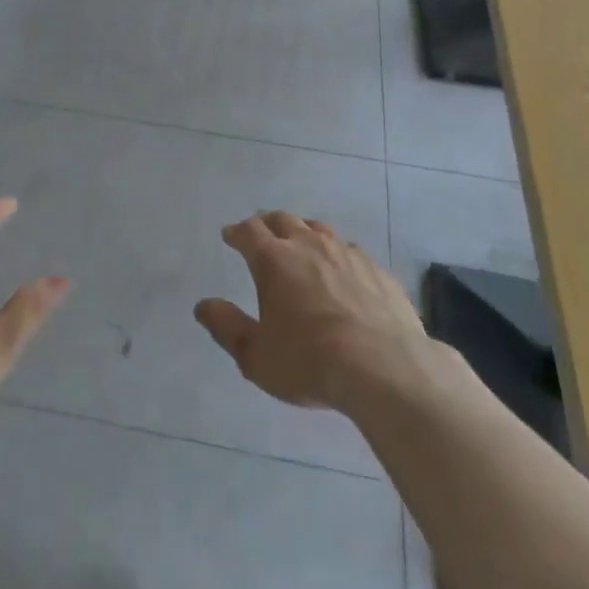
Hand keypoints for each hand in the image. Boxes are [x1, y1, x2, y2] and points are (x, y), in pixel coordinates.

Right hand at [195, 212, 441, 414]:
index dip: (237, 231)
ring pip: (319, 230)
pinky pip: (351, 251)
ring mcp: (347, 254)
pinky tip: (342, 270)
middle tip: (261, 232)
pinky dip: (337, 254)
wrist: (384, 367)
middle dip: (268, 224)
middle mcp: (309, 246)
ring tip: (300, 243)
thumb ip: (227, 327)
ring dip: (304, 232)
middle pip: (284, 220)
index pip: (250, 231)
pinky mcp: (377, 270)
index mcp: (275, 260)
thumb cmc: (310, 362)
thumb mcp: (256, 355)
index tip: (230, 235)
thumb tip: (203, 306)